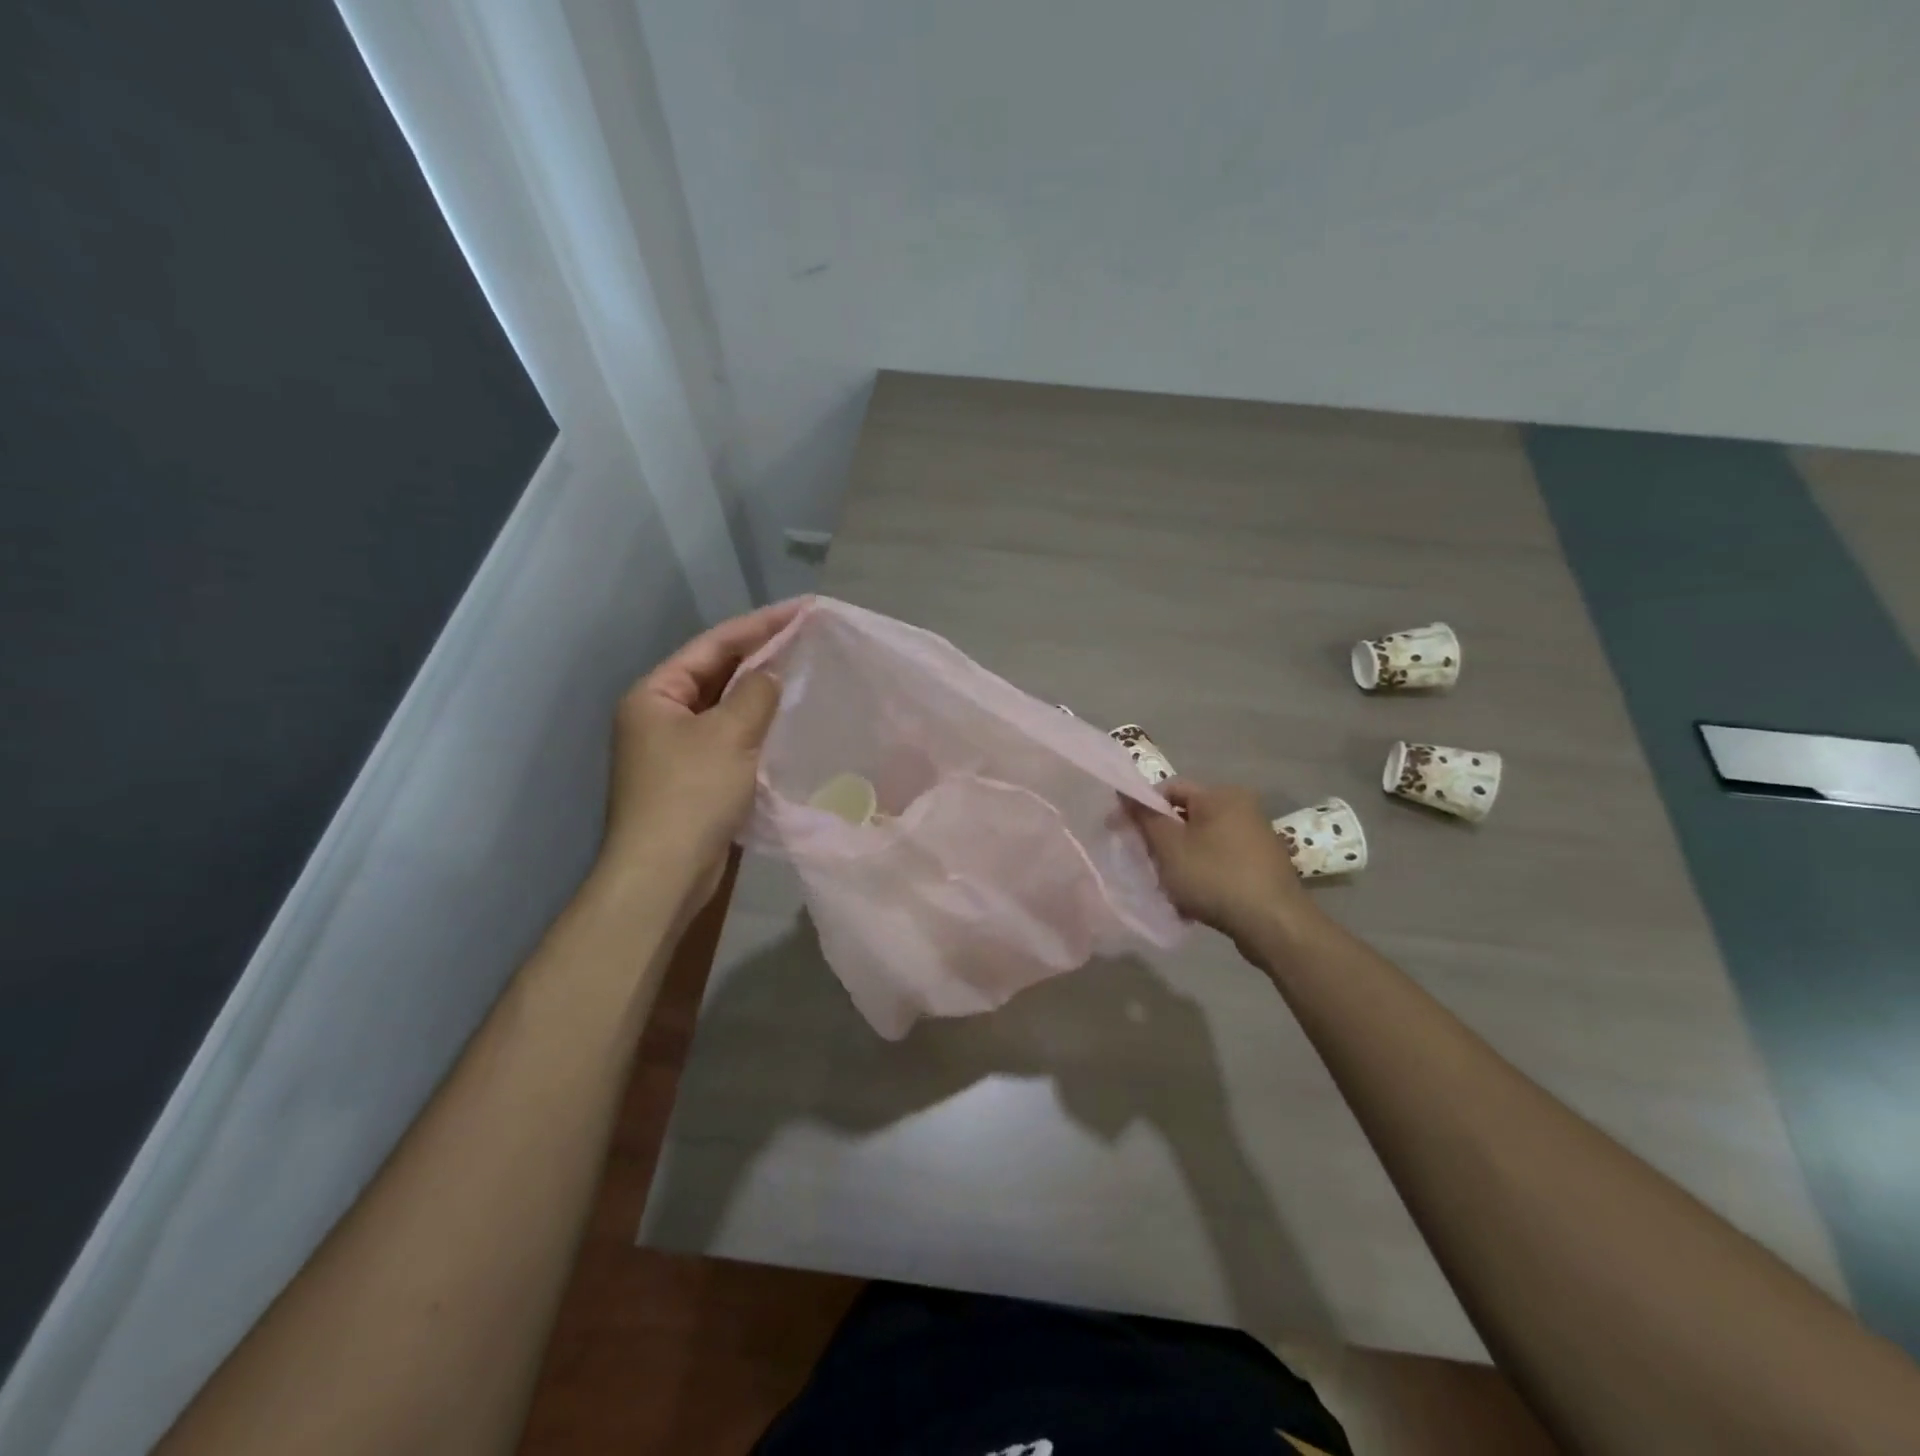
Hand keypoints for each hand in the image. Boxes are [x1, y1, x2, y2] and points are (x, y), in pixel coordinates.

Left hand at [601, 599, 803, 895]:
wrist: (664, 873)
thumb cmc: (691, 794)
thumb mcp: (728, 735)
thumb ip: (756, 695)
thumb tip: (772, 674)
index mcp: (655, 693)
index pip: (713, 645)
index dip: (760, 625)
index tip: (802, 610)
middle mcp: (659, 714)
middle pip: (716, 672)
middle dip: (761, 655)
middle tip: (807, 637)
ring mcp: (674, 748)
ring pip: (724, 706)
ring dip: (760, 691)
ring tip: (803, 670)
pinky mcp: (692, 777)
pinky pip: (728, 737)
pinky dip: (756, 725)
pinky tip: (786, 721)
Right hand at [1127, 779, 1321, 954]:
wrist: (1274, 924)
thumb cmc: (1215, 877)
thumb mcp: (1169, 846)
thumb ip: (1144, 816)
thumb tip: (1125, 791)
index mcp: (1221, 795)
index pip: (1169, 789)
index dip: (1141, 807)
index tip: (1122, 832)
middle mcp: (1243, 808)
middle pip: (1186, 816)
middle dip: (1163, 839)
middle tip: (1146, 862)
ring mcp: (1257, 837)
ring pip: (1202, 842)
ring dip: (1181, 860)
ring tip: (1170, 886)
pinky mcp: (1263, 865)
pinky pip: (1221, 860)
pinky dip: (1203, 874)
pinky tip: (1194, 900)